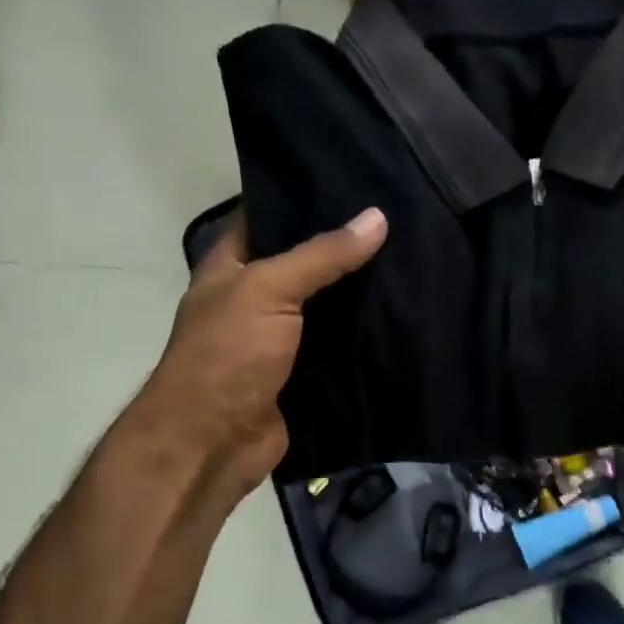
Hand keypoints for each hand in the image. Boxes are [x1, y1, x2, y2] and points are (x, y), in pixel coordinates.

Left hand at [132, 207, 386, 498]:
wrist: (214, 442)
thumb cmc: (227, 354)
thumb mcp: (269, 290)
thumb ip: (322, 255)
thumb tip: (377, 218)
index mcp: (230, 267)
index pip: (267, 218)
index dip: (303, 198)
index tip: (355, 181)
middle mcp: (253, 298)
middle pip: (303, 263)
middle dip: (343, 247)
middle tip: (397, 222)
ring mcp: (278, 339)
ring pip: (325, 307)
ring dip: (359, 294)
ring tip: (410, 261)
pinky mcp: (302, 375)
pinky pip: (337, 348)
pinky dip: (363, 337)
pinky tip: (401, 317)